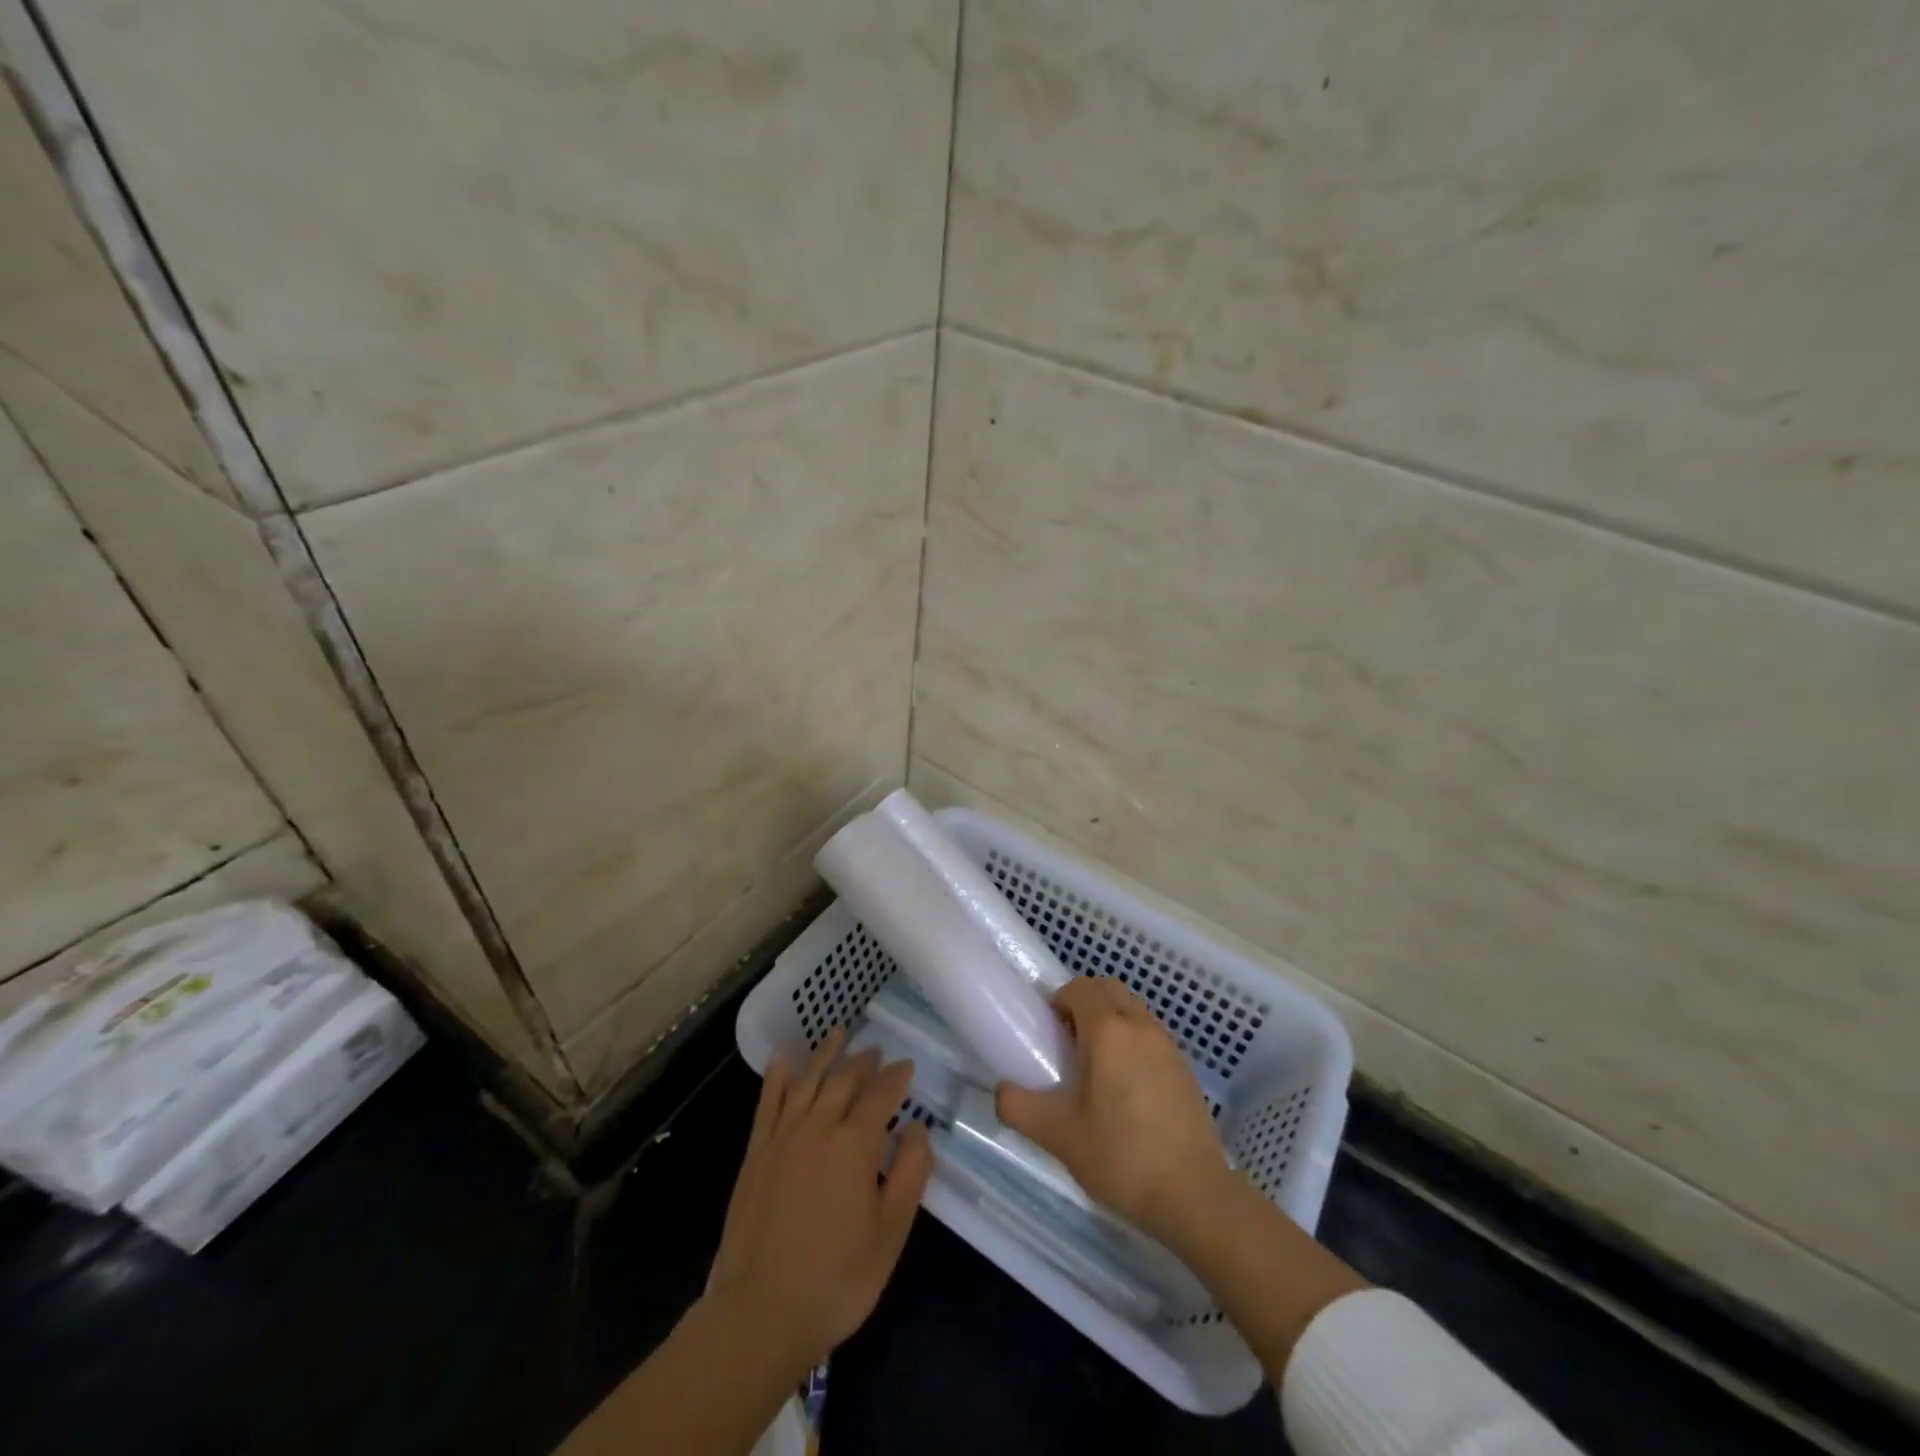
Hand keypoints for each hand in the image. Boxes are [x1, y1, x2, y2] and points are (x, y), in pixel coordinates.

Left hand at [705, 1029, 931, 1373]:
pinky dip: (778, 1075)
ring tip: (839, 1034)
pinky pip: (768, 1101)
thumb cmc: (836, 1279)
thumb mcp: (891, 1233)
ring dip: (826, 1054)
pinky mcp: (756, 1152)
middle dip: (864, 1061)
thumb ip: (910, 1174)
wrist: (759, 1314)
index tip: (907, 1066)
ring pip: (808, 1080)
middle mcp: (819, 1126)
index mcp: (855, 1143)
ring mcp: (783, 1136)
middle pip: (844, 1079)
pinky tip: (784, 1059)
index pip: (881, 1094)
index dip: (897, 1077)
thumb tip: (919, 1129)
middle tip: (877, 1050)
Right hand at [996, 977, 1228, 1247]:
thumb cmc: (1121, 1157)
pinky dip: (1133, 1041)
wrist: (1194, 1196)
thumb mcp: (1058, 1136)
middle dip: (1085, 1002)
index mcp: (1108, 1031)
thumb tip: (1001, 1091)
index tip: (1049, 1032)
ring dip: (1111, 1020)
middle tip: (1068, 1042)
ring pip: (1133, 1010)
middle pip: (1109, 989)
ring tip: (1096, 1066)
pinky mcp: (1185, 1070)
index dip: (1060, 1000)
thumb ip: (1019, 1107)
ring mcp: (1169, 1046)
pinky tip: (1126, 1088)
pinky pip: (1151, 1035)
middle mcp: (1141, 1026)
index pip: (1080, 987)